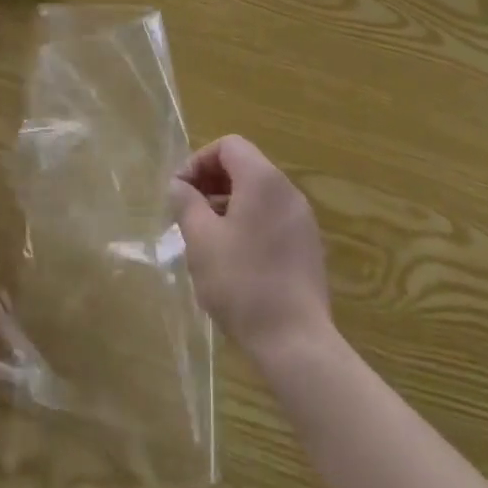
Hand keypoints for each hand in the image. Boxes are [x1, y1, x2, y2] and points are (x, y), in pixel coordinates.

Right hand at [169, 136, 331, 365]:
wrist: (296, 342)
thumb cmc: (242, 283)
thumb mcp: (201, 240)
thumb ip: (186, 203)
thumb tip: (179, 185)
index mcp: (263, 179)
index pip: (228, 146)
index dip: (198, 161)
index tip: (180, 192)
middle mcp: (287, 190)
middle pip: (245, 166)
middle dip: (211, 183)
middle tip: (188, 214)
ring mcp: (302, 219)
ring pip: (258, 195)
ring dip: (227, 205)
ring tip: (206, 239)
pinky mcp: (308, 246)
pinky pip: (272, 218)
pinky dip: (248, 223)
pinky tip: (233, 260)